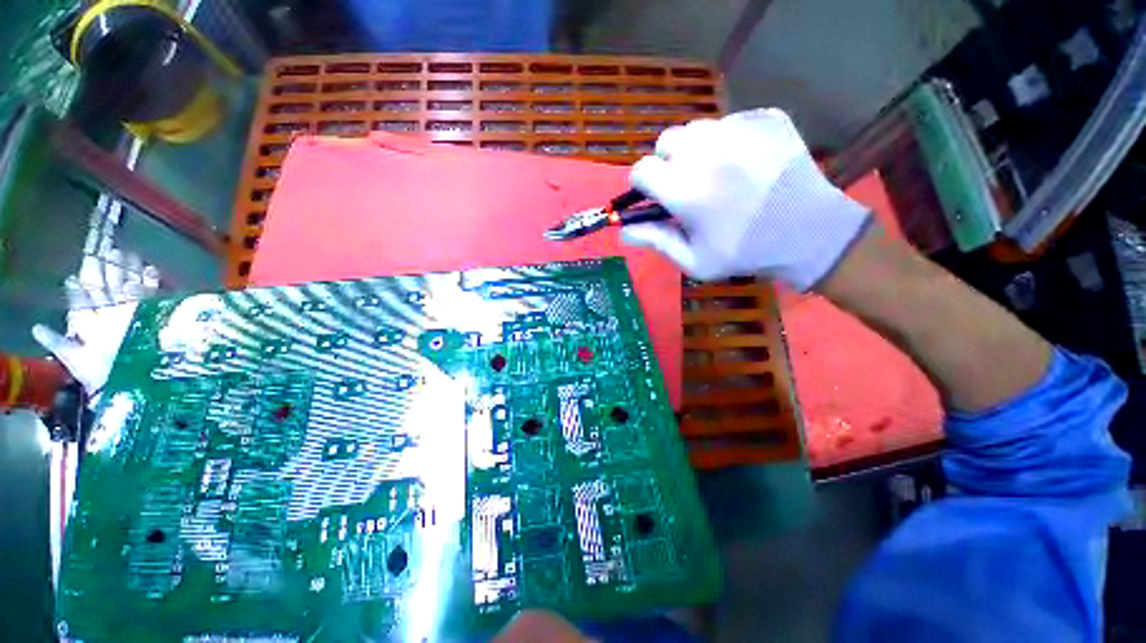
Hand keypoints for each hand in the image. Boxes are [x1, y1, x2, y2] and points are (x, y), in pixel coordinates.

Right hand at [622, 108, 869, 290]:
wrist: (810, 234)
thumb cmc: (745, 253)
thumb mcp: (694, 260)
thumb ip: (656, 240)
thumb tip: (622, 232)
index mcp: (685, 189)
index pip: (641, 170)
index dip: (642, 185)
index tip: (654, 197)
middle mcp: (706, 151)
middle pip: (666, 141)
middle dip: (667, 163)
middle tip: (686, 185)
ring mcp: (740, 129)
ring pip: (696, 128)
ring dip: (695, 149)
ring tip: (715, 172)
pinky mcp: (766, 118)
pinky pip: (731, 121)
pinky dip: (728, 139)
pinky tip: (744, 162)